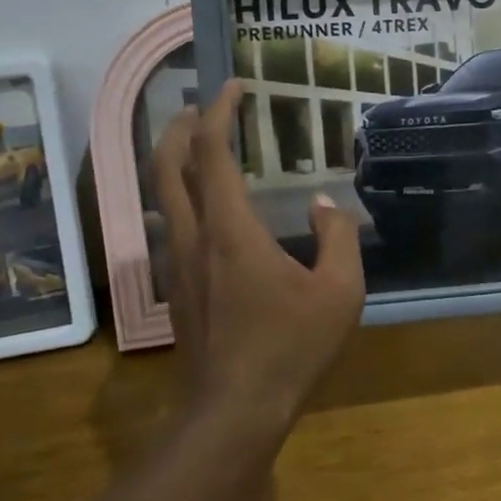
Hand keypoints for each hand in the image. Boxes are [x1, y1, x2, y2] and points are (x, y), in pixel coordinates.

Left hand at [151, 80, 366, 436]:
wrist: (232, 413)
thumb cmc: (289, 348)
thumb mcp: (339, 293)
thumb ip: (339, 240)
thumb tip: (327, 206)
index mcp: (229, 229)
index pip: (210, 151)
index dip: (218, 111)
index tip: (233, 87)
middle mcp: (193, 236)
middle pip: (166, 164)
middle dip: (179, 126)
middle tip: (201, 107)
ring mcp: (177, 263)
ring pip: (161, 195)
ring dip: (174, 161)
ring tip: (201, 149)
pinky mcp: (176, 288)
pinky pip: (171, 224)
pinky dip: (181, 196)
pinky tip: (208, 209)